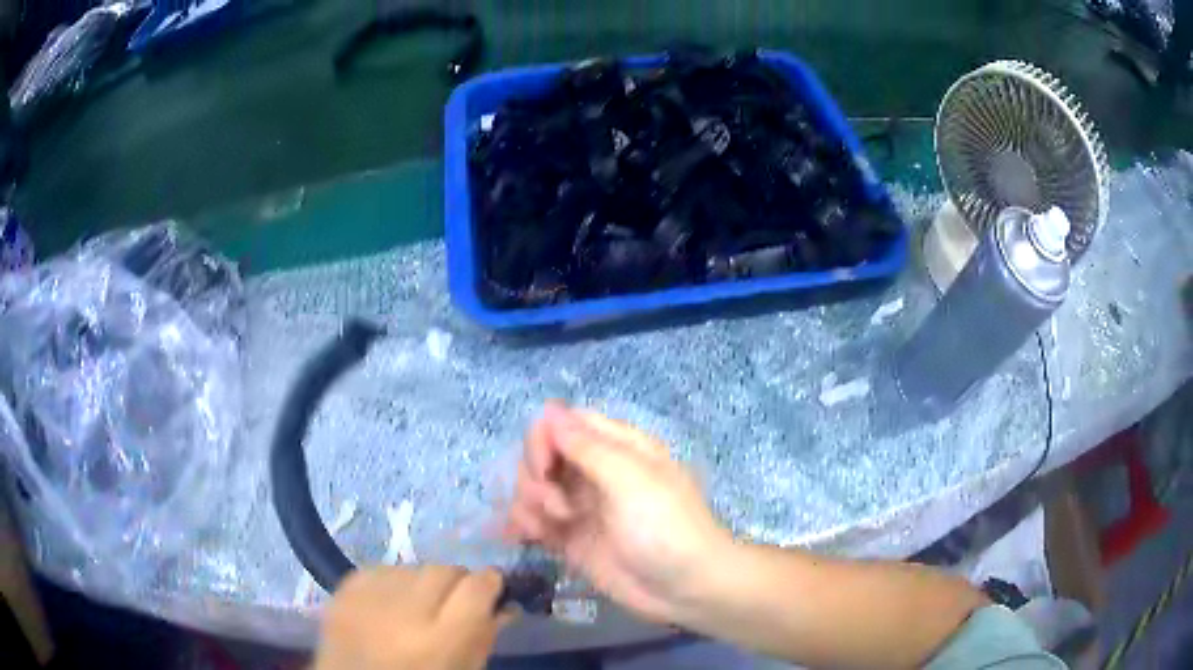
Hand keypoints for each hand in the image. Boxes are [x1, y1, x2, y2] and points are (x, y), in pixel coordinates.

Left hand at [314, 566, 513, 669]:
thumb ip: (484, 636)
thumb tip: (504, 603)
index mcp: (440, 643)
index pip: (477, 587)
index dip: (490, 584)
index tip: (492, 590)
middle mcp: (403, 613)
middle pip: (444, 570)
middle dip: (455, 583)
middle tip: (452, 603)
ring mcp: (367, 599)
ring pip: (412, 568)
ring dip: (421, 584)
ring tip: (414, 609)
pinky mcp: (342, 590)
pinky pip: (380, 569)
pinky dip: (390, 583)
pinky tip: (387, 605)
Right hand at [505, 403, 731, 622]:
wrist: (684, 589)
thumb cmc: (665, 527)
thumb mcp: (630, 480)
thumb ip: (586, 446)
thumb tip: (550, 409)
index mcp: (617, 448)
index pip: (564, 423)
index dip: (544, 439)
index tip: (544, 468)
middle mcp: (595, 472)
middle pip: (543, 454)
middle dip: (535, 477)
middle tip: (558, 507)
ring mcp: (581, 507)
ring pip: (533, 487)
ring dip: (528, 503)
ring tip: (546, 528)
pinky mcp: (571, 539)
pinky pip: (534, 520)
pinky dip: (523, 524)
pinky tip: (526, 537)